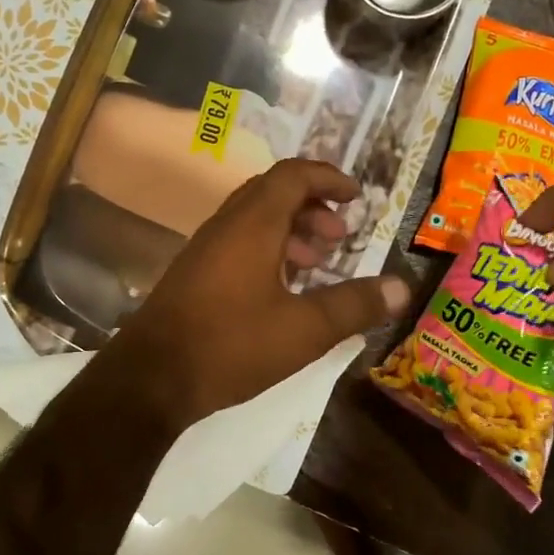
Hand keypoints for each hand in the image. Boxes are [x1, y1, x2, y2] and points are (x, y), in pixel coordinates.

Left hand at [99, 159, 411, 429]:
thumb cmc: (231, 346)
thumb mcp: (304, 330)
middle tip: (339, 237)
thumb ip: (354, 306)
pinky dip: (267, 251)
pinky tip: (281, 291)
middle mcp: (225, 226)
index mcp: (252, 225)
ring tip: (316, 265)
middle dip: (312, 206)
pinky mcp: (193, 275)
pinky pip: (237, 244)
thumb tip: (403, 287)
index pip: (294, 175)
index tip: (357, 197)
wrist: (150, 379)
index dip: (329, 178)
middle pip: (273, 193)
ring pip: (253, 220)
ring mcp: (204, 250)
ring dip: (290, 231)